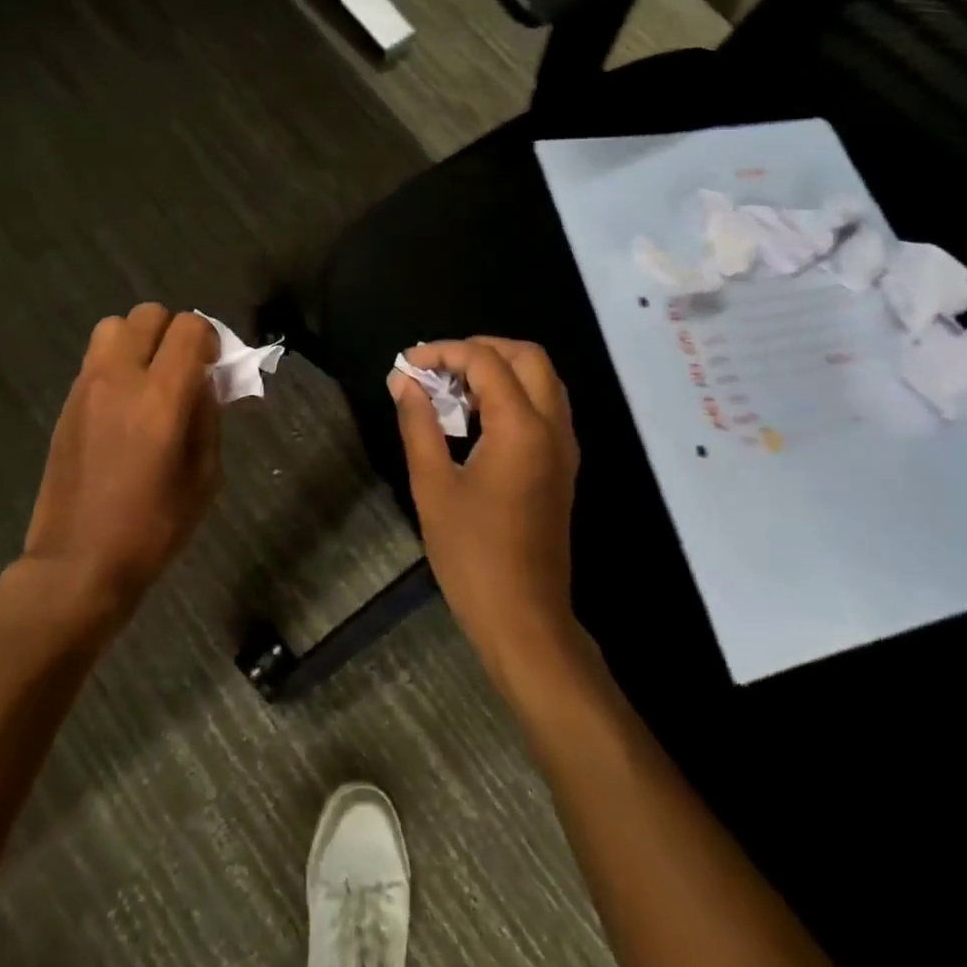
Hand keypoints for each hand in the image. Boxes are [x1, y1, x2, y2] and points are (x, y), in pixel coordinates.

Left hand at [23, 304, 221, 622]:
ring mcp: (86, 387)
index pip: (189, 327)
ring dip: (139, 340)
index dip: (209, 339)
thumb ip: (208, 417)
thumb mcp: (204, 477)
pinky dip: (117, 363)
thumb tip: (205, 382)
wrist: (78, 562)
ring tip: (150, 378)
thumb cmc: (153, 528)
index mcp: (161, 397)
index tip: (213, 367)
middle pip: (149, 314)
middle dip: (174, 332)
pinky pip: (96, 358)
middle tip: (183, 369)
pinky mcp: (67, 402)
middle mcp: (120, 378)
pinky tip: (124, 404)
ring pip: (114, 326)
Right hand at [388, 337, 580, 674]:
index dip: (444, 352)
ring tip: (452, 389)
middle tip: (438, 367)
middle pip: (527, 357)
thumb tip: (402, 380)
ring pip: (541, 379)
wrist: (524, 618)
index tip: (408, 364)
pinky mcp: (563, 465)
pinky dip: (513, 393)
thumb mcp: (433, 485)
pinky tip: (476, 418)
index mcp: (521, 428)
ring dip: (499, 369)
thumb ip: (418, 423)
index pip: (486, 361)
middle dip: (480, 349)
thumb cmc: (472, 554)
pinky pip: (544, 406)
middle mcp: (552, 427)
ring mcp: (564, 447)